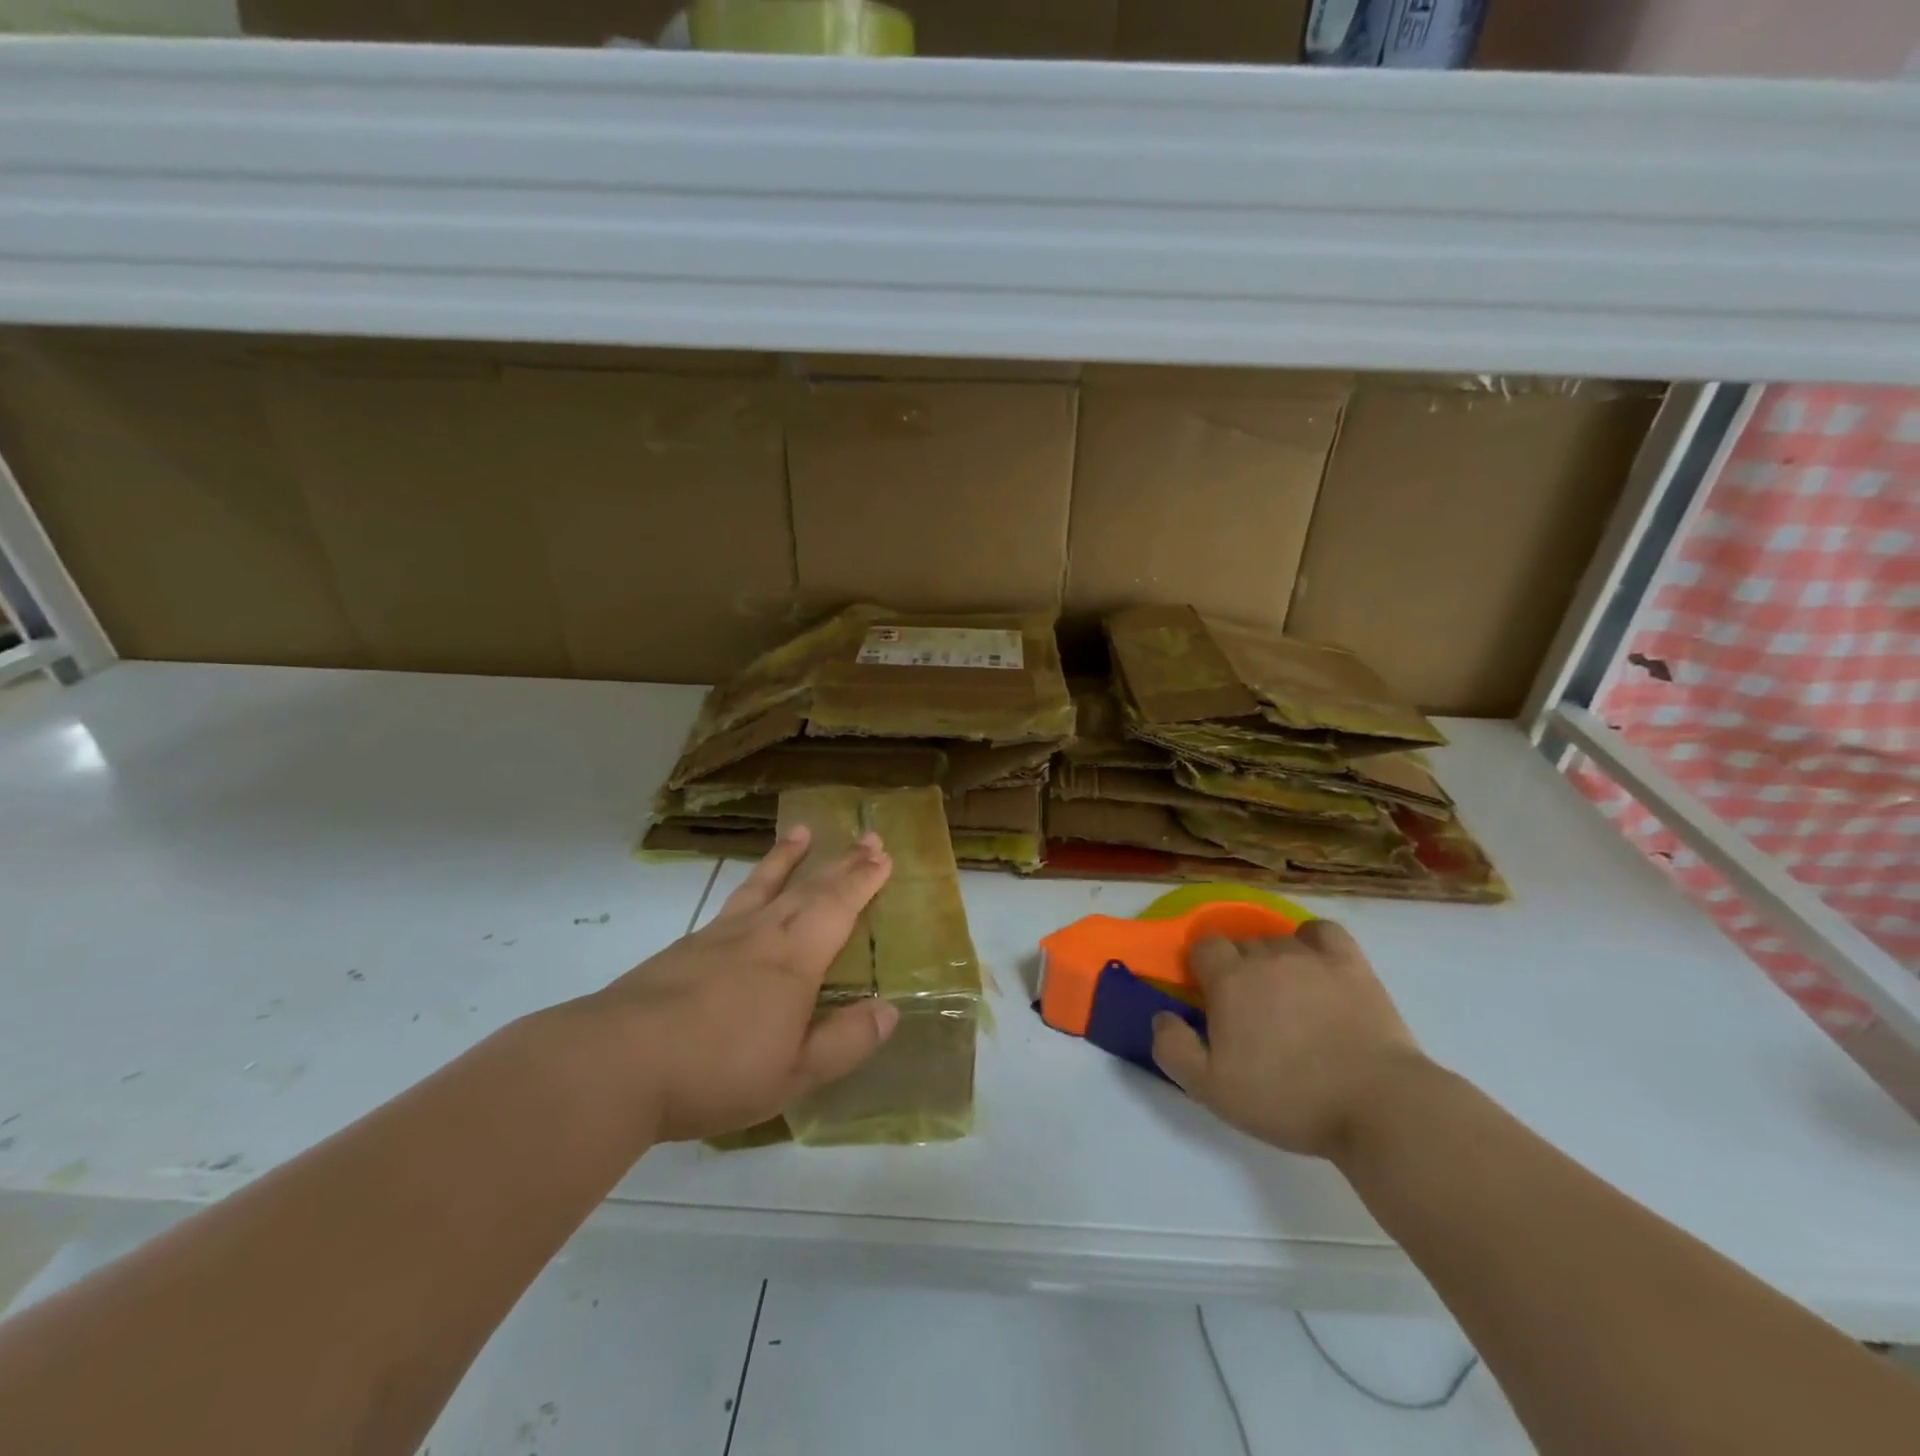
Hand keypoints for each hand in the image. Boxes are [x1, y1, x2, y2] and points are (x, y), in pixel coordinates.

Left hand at [586, 827, 897, 1142]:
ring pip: (765, 884)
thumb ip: (844, 1042)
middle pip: (809, 887)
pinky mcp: (686, 947)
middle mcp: (762, 934)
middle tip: (867, 838)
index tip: (883, 856)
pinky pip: (733, 902)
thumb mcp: (793, 1074)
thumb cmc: (715, 1070)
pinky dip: (750, 885)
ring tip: (803, 831)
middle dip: (842, 863)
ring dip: (789, 857)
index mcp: (795, 959)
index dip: (863, 881)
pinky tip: (748, 895)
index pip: (838, 907)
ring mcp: (720, 936)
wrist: (616, 1062)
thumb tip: (889, 1011)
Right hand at [1150, 920, 1429, 1161]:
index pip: (1203, 947)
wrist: (1376, 1106)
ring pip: (1278, 939)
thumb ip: (1173, 1048)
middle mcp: (1266, 956)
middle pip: (1240, 943)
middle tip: (1248, 1010)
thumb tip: (1161, 1015)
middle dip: (1237, 967)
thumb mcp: (1211, 1090)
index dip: (1201, 967)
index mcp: (1229, 980)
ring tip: (1285, 996)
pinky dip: (1312, 941)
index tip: (1209, 998)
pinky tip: (1314, 963)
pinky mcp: (1351, 964)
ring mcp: (1311, 956)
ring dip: (1273, 959)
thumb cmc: (1288, 1099)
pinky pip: (1322, 931)